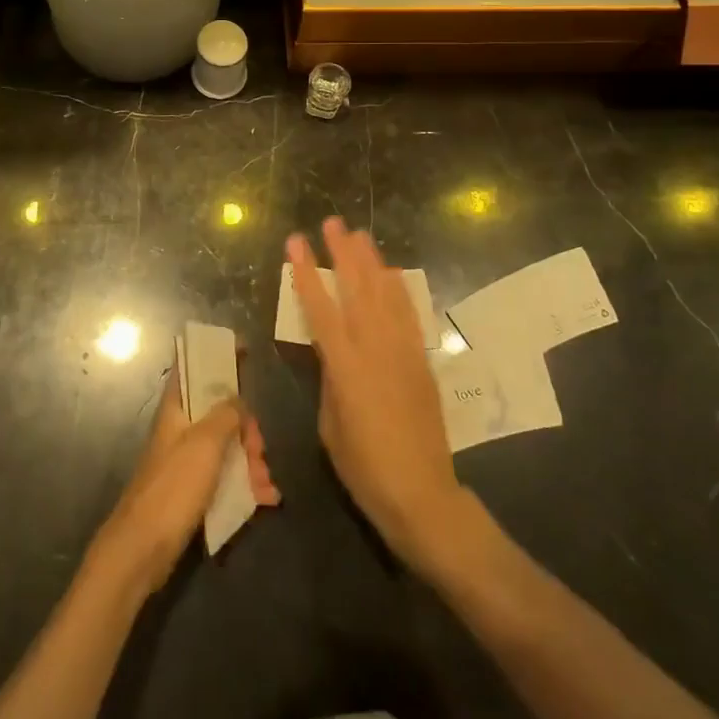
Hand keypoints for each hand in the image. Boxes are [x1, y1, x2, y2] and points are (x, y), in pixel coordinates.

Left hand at [93, 355, 280, 594]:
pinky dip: (246, 484)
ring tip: (265, 483)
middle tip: (259, 448)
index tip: (244, 350)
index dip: (215, 355)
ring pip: (227, 447)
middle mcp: (181, 429)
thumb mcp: (205, 443)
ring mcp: (187, 462)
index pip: (193, 367)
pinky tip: (266, 498)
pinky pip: (226, 478)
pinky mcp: (193, 492)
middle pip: (220, 412)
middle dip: (246, 427)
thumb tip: (237, 398)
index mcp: (177, 409)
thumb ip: (226, 414)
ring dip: (251, 460)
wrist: (143, 550)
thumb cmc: (173, 487)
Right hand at [288, 217, 466, 574]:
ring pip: (385, 294)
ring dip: (372, 262)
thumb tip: (334, 355)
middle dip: (342, 252)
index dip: (306, 271)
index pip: (319, 307)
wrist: (422, 494)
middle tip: (333, 224)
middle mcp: (374, 348)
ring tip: (360, 235)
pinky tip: (391, 274)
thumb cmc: (364, 467)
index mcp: (344, 366)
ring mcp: (402, 351)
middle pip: (357, 288)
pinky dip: (398, 289)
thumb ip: (330, 379)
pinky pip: (408, 314)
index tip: (296, 241)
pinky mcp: (421, 360)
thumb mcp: (330, 424)